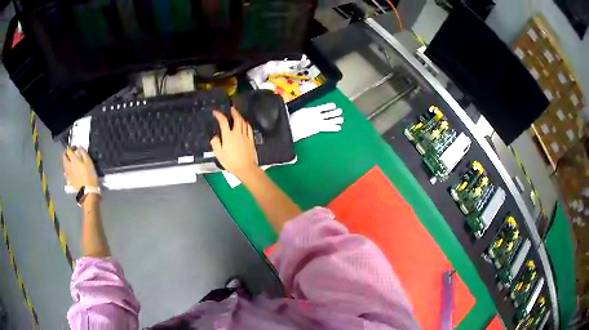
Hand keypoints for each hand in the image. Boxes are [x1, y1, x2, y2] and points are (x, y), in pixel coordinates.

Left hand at [62, 147, 98, 190]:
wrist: (88, 191)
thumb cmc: (90, 175)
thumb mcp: (89, 162)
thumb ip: (83, 153)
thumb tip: (79, 148)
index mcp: (73, 159)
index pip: (69, 150)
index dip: (72, 147)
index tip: (76, 148)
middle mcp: (68, 165)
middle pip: (64, 157)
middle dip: (66, 153)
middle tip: (71, 154)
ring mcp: (68, 173)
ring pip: (64, 164)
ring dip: (66, 161)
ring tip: (70, 161)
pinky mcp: (69, 180)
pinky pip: (65, 172)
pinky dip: (67, 169)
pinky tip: (70, 170)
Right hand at [210, 108, 258, 179]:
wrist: (246, 168)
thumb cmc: (231, 162)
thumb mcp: (219, 154)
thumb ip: (215, 144)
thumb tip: (215, 137)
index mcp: (228, 136)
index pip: (223, 121)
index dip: (219, 115)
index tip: (215, 112)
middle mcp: (237, 133)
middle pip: (237, 118)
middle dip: (234, 112)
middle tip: (231, 109)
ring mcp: (245, 136)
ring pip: (244, 122)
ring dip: (240, 117)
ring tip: (237, 115)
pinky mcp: (251, 140)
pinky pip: (249, 129)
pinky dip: (246, 124)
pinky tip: (246, 124)